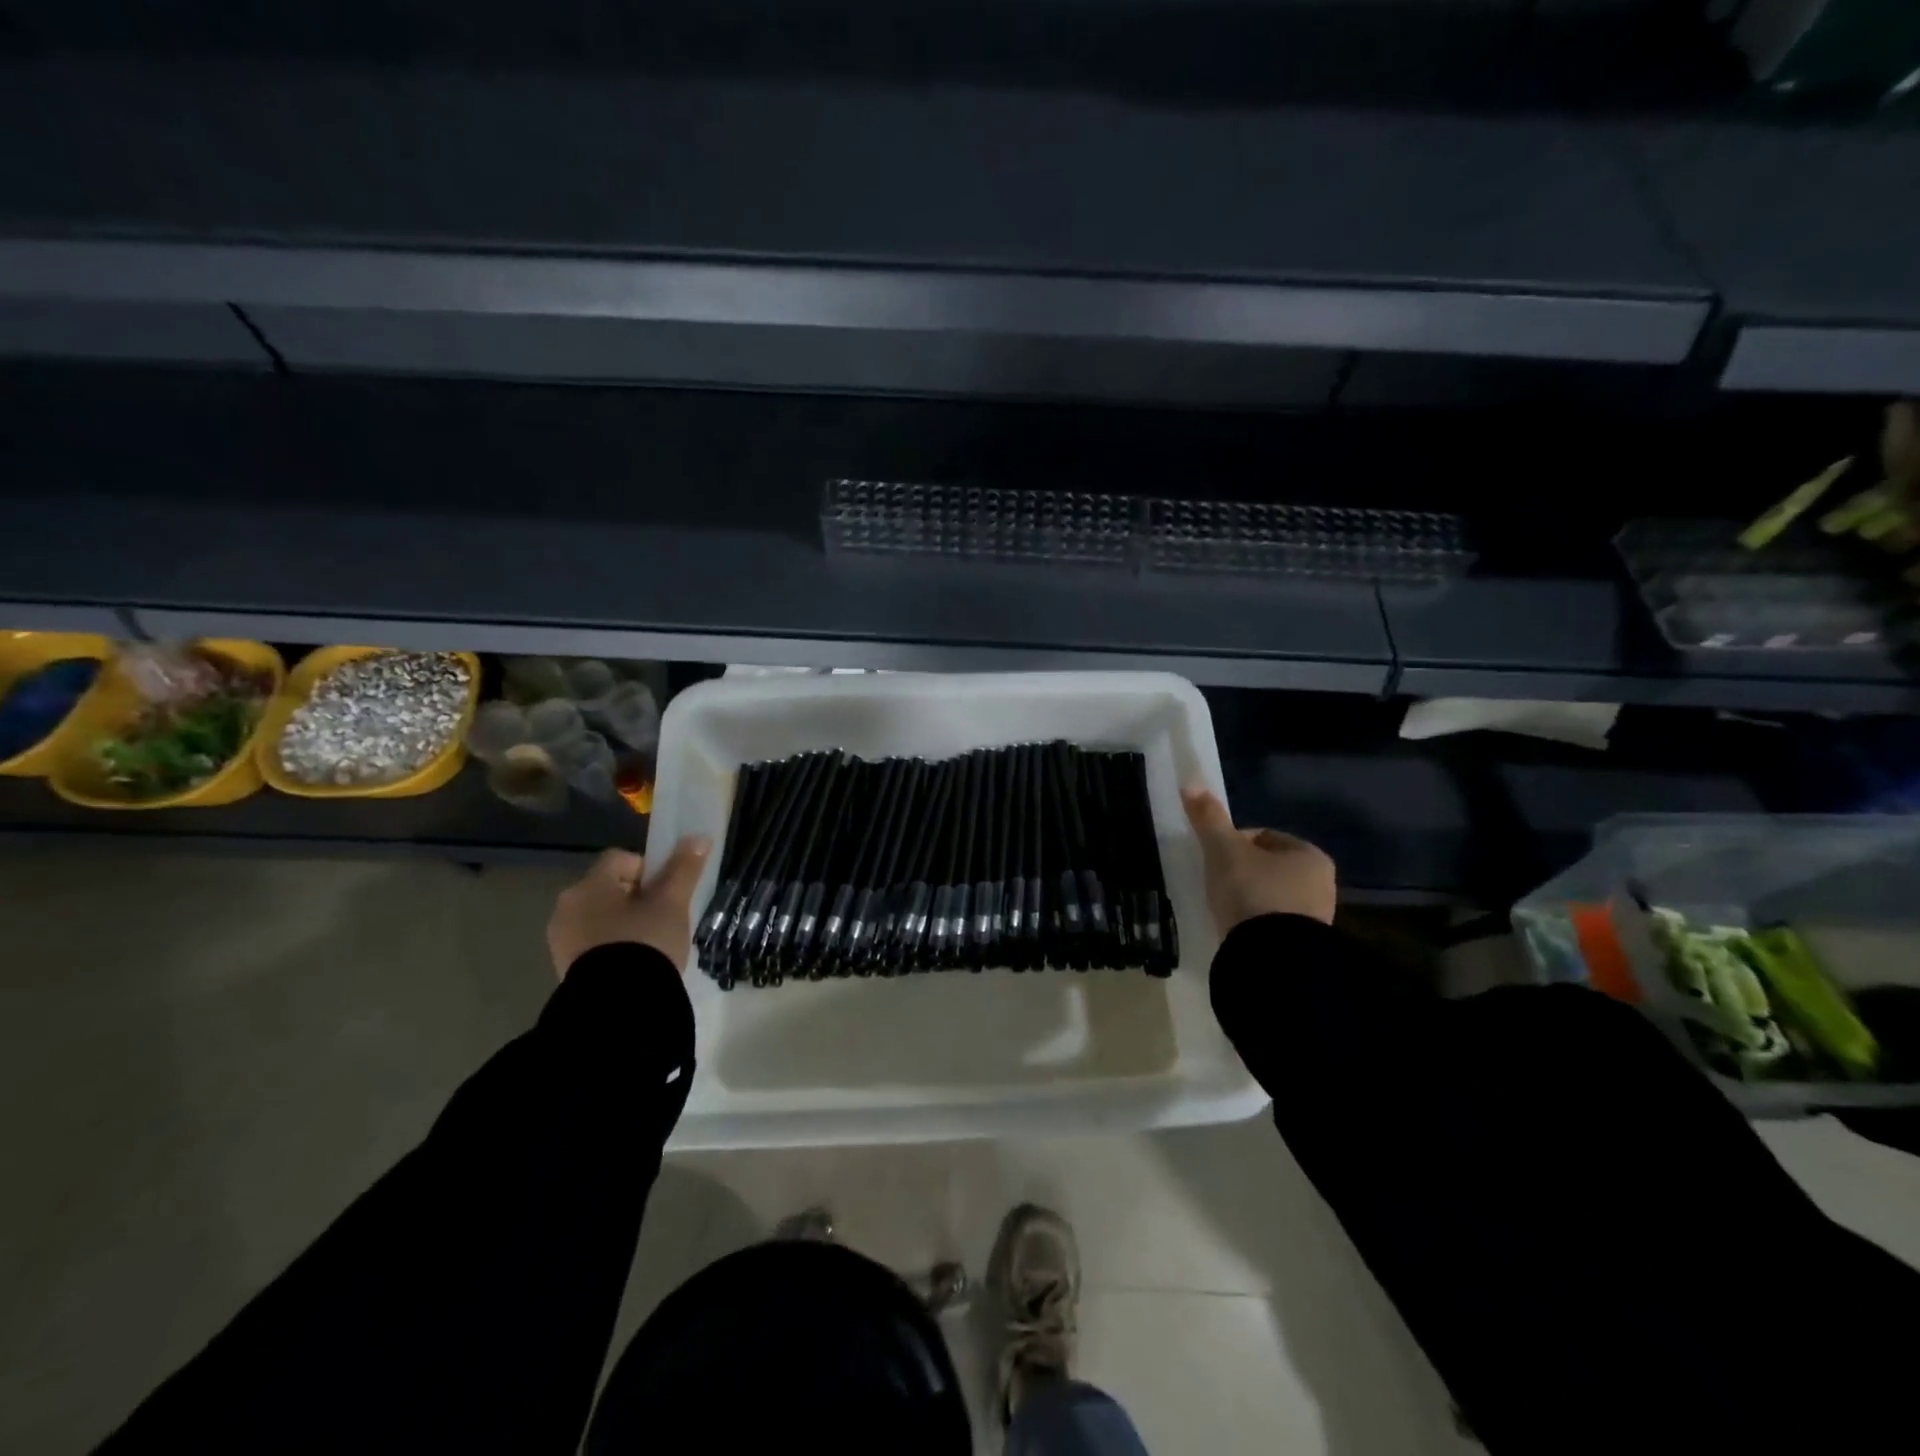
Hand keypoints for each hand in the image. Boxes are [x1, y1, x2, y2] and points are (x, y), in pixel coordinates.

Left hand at [546, 838, 711, 978]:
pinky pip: (594, 944)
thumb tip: (699, 838)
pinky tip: (634, 963)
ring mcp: (562, 940)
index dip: (649, 868)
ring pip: (601, 917)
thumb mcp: (672, 903)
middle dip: (637, 898)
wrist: (618, 1005)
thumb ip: (684, 868)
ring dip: (624, 923)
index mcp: (589, 885)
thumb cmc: (645, 941)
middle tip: (664, 918)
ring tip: (651, 944)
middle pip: (610, 888)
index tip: (668, 892)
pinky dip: (613, 947)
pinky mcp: (565, 968)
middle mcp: (567, 907)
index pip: (621, 858)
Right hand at [1182, 786, 1336, 931]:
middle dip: (1243, 871)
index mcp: (1309, 854)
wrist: (1273, 956)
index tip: (1214, 857)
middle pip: (1269, 867)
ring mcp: (1317, 917)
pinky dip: (1256, 921)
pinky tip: (1238, 928)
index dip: (1233, 842)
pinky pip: (1274, 923)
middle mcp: (1322, 882)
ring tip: (1225, 907)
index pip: (1263, 837)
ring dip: (1250, 897)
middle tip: (1216, 882)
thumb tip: (1191, 784)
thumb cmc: (1252, 891)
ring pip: (1272, 895)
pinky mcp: (1304, 944)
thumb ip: (1209, 819)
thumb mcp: (1224, 851)